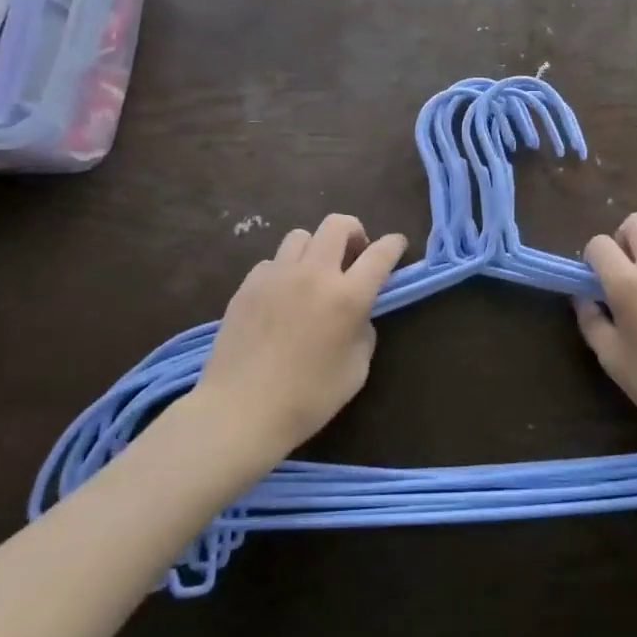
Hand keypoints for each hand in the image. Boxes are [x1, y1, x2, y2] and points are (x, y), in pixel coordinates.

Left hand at [191, 215, 406, 463]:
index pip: (380, 253)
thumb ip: (364, 332)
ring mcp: (276, 275)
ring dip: (316, 248)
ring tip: (314, 273)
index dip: (394, 244)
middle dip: (354, 232)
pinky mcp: (248, 285)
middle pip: (337, 224)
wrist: (240, 411)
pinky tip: (281, 297)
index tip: (397, 245)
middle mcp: (314, 274)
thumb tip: (357, 315)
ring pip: (301, 236)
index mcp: (347, 296)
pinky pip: (272, 262)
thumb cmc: (307, 399)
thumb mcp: (356, 370)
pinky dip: (284, 270)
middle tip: (354, 255)